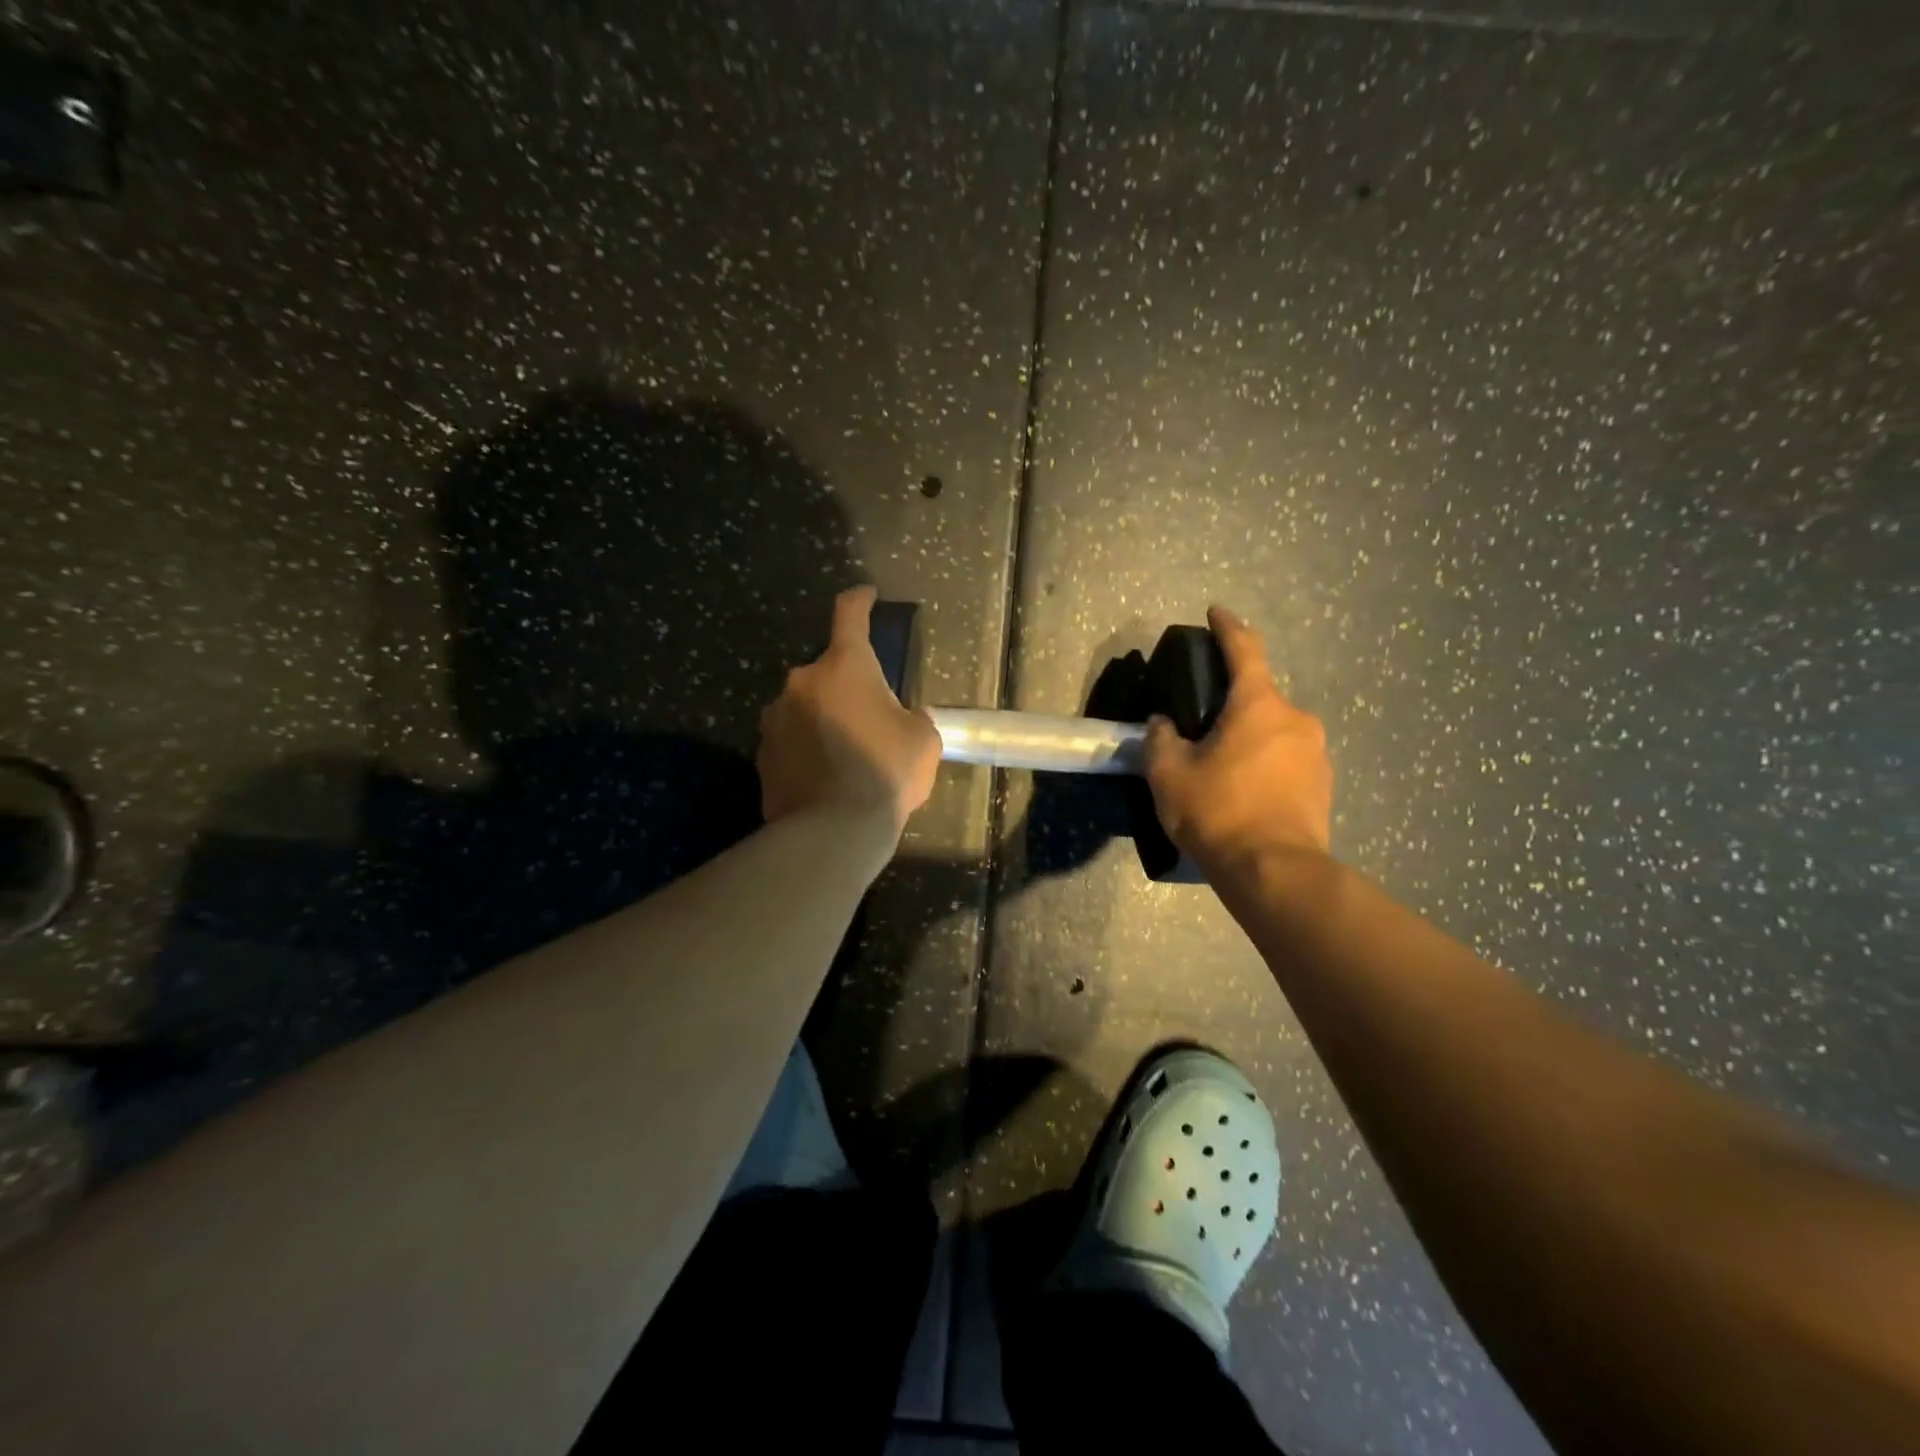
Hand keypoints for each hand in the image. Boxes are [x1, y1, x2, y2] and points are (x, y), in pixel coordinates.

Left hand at [758, 586, 941, 836]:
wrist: (833, 830)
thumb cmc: (886, 773)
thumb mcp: (923, 741)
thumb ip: (913, 718)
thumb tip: (904, 719)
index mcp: (845, 667)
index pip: (850, 615)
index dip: (860, 601)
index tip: (866, 596)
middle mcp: (802, 682)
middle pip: (826, 671)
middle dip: (845, 686)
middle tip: (867, 717)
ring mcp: (776, 718)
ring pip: (804, 706)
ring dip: (822, 718)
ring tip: (844, 755)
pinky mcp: (762, 754)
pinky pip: (789, 740)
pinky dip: (805, 749)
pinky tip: (823, 776)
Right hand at [1143, 606, 1332, 872]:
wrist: (1276, 872)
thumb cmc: (1218, 812)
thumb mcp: (1170, 773)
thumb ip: (1161, 739)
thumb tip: (1163, 723)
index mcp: (1258, 705)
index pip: (1244, 650)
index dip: (1228, 627)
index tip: (1217, 612)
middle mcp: (1296, 719)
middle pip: (1260, 697)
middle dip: (1232, 703)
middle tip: (1203, 725)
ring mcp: (1317, 753)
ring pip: (1275, 731)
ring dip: (1250, 737)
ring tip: (1223, 767)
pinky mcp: (1324, 785)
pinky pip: (1288, 760)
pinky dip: (1266, 765)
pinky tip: (1245, 791)